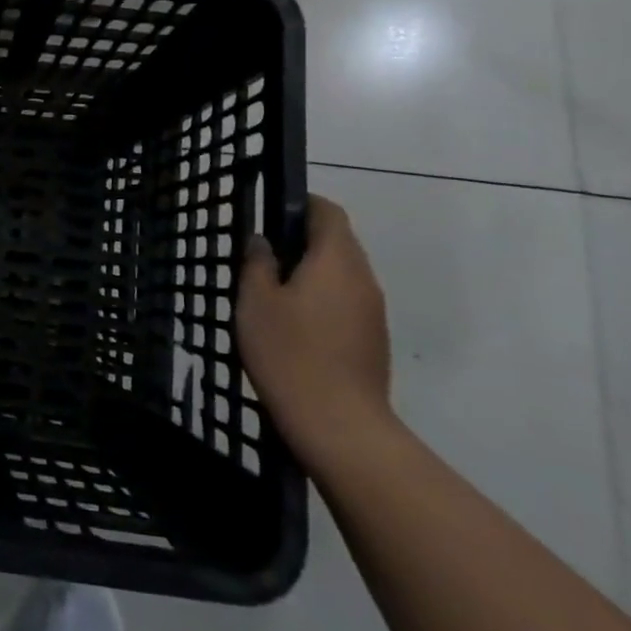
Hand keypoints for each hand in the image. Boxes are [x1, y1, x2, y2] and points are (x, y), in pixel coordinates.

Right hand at [235, 195, 393, 466]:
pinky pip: (348, 302)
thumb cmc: (290, 353)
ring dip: (313, 273)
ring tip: (275, 293)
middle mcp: (363, 278)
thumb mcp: (255, 301)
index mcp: (336, 260)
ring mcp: (373, 311)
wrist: (339, 426)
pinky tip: (296, 326)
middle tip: (264, 257)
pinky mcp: (374, 340)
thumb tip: (262, 240)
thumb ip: (257, 262)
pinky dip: (324, 300)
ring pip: (343, 274)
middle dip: (303, 241)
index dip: (301, 204)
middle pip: (338, 242)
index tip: (271, 214)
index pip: (328, 212)